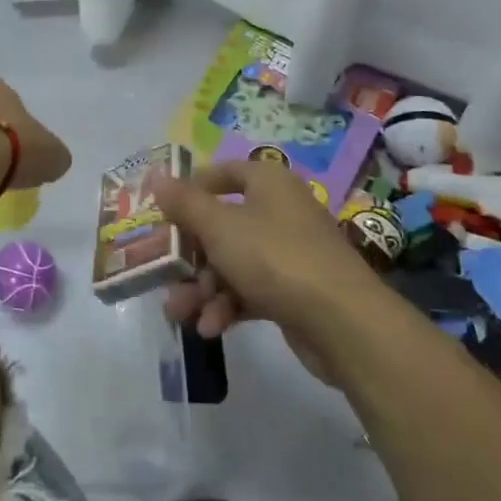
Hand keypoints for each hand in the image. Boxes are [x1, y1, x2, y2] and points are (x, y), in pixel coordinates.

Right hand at [152, 160, 383, 385]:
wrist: (344, 322)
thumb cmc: (274, 258)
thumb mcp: (219, 227)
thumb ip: (184, 203)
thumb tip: (156, 176)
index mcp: (268, 183)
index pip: (223, 173)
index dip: (191, 189)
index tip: (163, 213)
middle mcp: (280, 211)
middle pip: (221, 225)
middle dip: (190, 256)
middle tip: (164, 275)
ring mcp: (289, 252)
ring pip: (232, 262)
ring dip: (203, 289)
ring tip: (181, 314)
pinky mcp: (294, 290)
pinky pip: (250, 289)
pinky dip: (228, 306)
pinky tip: (212, 328)